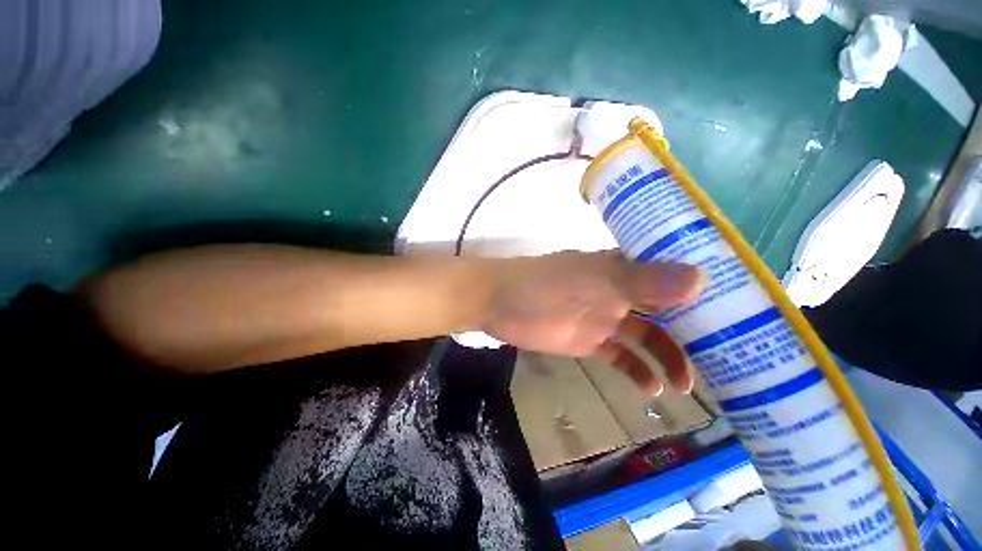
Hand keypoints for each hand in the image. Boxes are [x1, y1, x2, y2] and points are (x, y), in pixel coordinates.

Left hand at [482, 251, 705, 394]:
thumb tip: (703, 278)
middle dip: (693, 332)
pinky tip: (650, 388)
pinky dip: (636, 370)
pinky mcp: (589, 340)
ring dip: (666, 358)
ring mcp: (604, 318)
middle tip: (725, 359)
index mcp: (622, 269)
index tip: (741, 311)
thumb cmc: (544, 285)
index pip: (673, 274)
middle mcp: (619, 292)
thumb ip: (642, 281)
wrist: (500, 302)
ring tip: (685, 385)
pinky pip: (620, 356)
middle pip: (665, 310)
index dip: (706, 290)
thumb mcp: (594, 281)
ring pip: (645, 337)